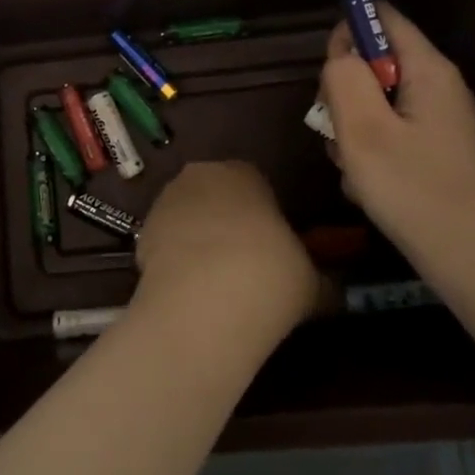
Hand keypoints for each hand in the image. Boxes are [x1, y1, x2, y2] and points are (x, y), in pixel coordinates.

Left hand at [135, 161, 321, 343]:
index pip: (255, 183)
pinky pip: (165, 243)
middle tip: (243, 263)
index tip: (272, 247)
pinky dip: (175, 261)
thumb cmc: (270, 275)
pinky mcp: (141, 232)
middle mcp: (199, 175)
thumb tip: (333, 290)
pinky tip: (189, 292)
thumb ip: (320, 277)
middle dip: (225, 222)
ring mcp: (165, 202)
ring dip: (197, 240)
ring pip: (187, 217)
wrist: (205, 302)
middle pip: (215, 195)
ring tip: (215, 284)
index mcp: (243, 172)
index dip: (263, 216)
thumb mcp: (312, 280)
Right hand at [319, 1, 474, 274]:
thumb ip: (344, 77)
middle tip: (337, 128)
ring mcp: (441, 121)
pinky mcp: (437, 151)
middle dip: (345, 91)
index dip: (348, 33)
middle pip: (376, 62)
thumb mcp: (363, 129)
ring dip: (353, 128)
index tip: (328, 74)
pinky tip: (369, 184)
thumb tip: (341, 51)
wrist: (474, 264)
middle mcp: (440, 87)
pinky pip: (390, 132)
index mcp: (429, 70)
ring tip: (354, 166)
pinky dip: (371, 151)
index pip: (382, 17)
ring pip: (377, 102)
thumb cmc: (413, 190)